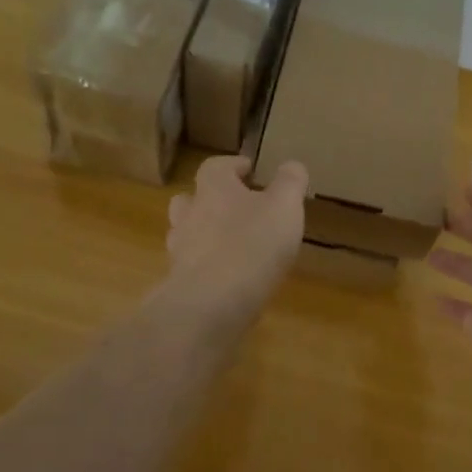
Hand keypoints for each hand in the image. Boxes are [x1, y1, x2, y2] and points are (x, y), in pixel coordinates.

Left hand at [165, 155, 307, 326]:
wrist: (211, 305)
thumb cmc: (252, 245)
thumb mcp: (284, 207)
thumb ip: (290, 183)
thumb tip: (292, 165)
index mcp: (213, 189)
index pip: (215, 166)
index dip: (232, 165)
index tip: (249, 169)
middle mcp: (189, 215)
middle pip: (190, 199)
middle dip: (209, 200)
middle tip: (235, 207)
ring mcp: (180, 251)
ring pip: (186, 235)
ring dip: (204, 235)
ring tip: (232, 246)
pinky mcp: (180, 285)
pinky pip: (191, 269)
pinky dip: (206, 269)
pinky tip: (228, 280)